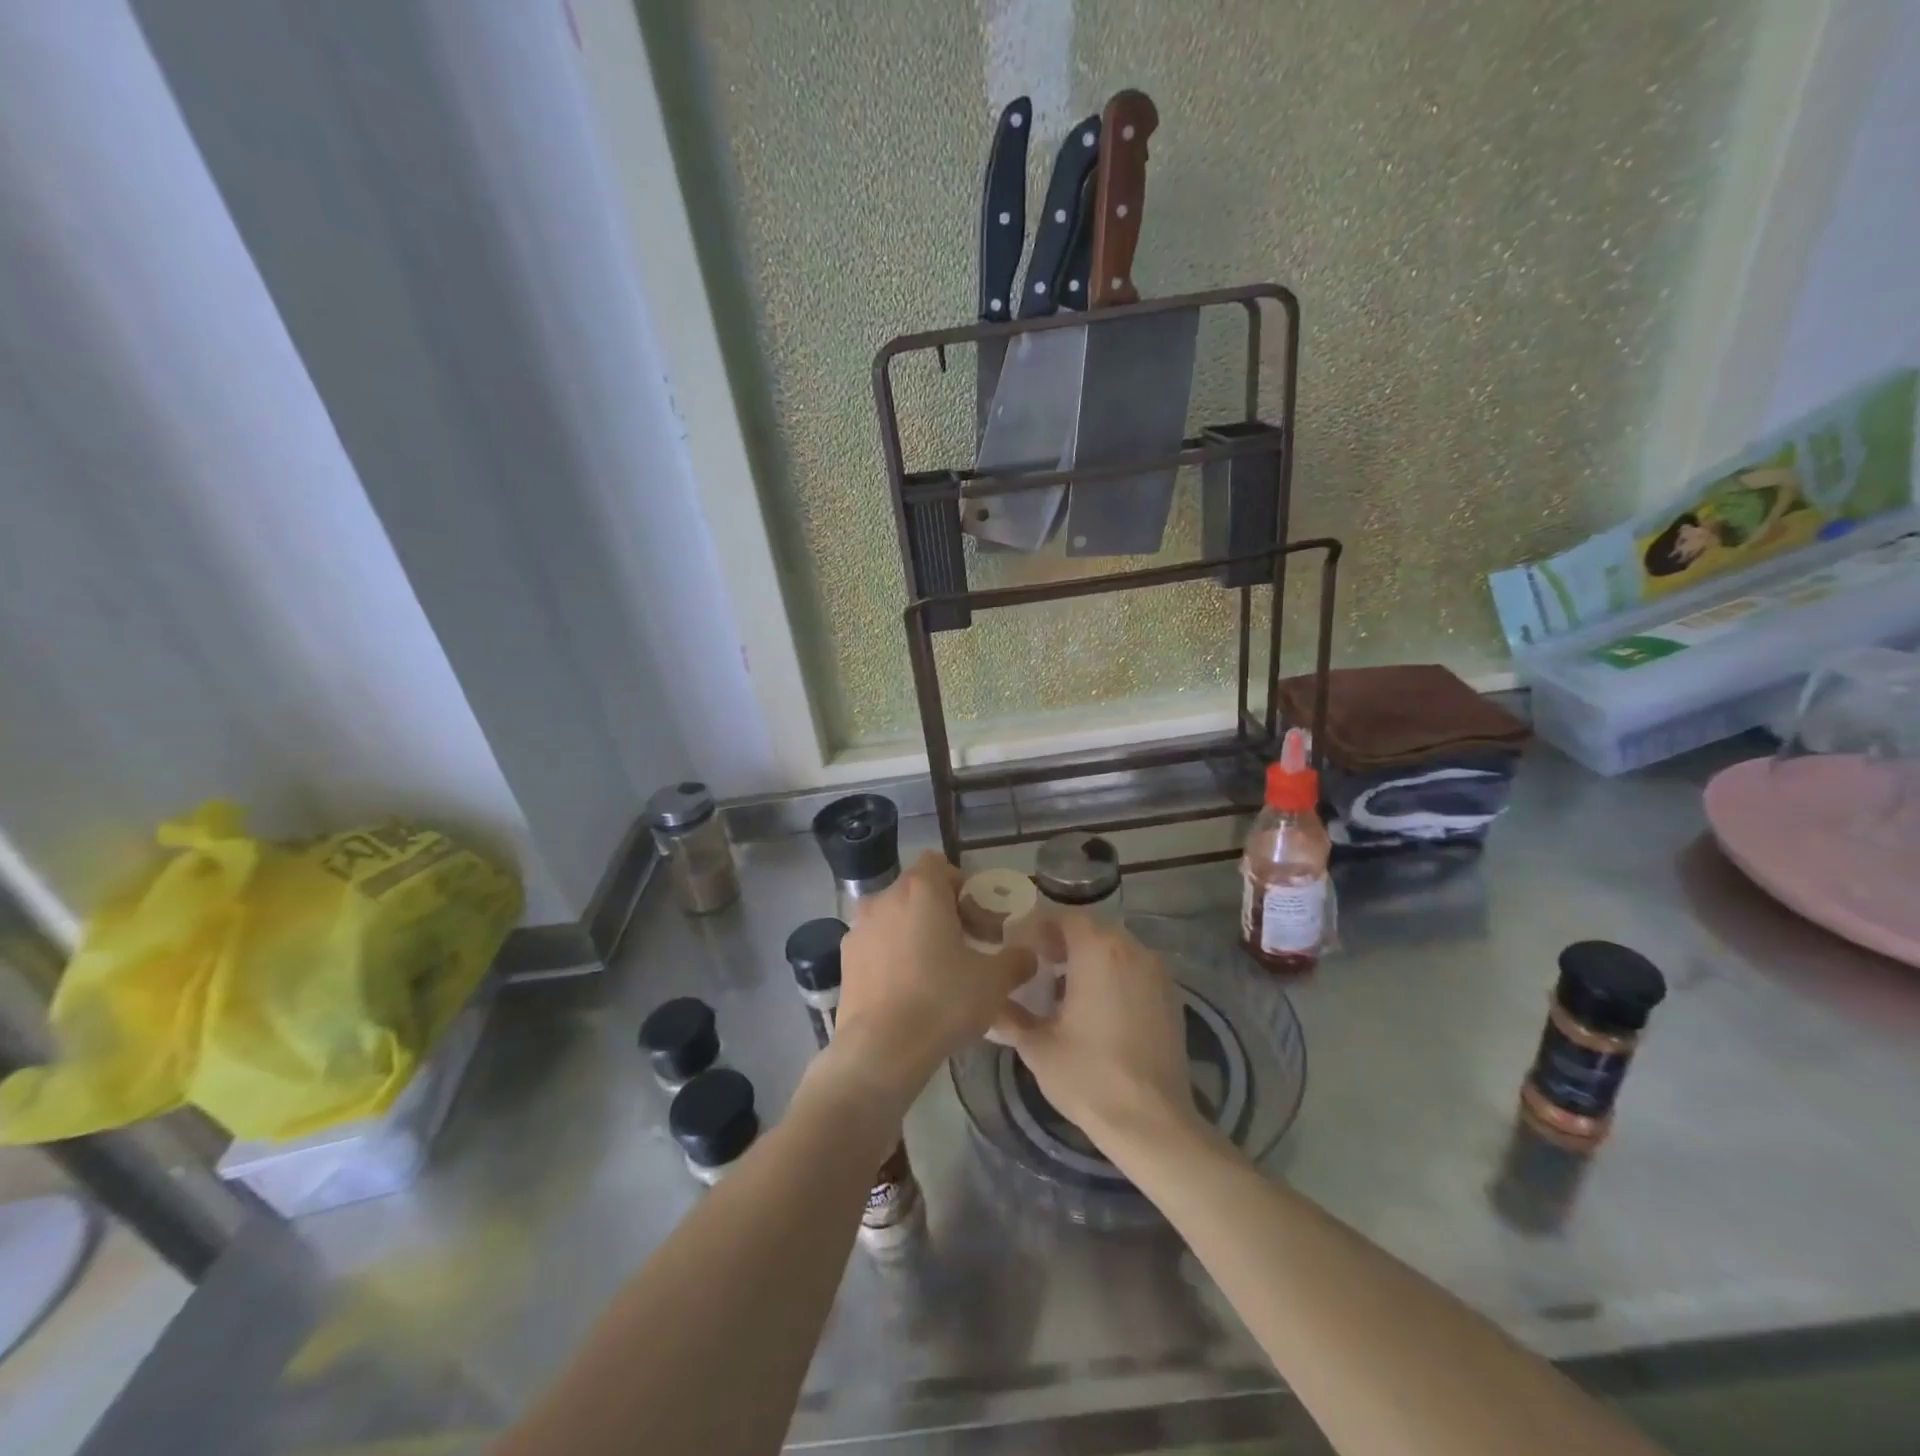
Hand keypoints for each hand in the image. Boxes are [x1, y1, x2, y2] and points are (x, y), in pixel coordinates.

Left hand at [833, 852, 1036, 1107]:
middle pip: (917, 891)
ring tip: (936, 971)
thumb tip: (1028, 955)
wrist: (880, 1050)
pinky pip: (876, 945)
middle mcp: (884, 899)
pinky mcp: (845, 960)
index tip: (977, 918)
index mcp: (921, 890)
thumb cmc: (942, 1001)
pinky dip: (892, 956)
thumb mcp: (994, 982)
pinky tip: (908, 991)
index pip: (939, 864)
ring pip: (894, 918)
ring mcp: (859, 929)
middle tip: (966, 946)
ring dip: (915, 933)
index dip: (961, 886)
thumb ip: (1016, 960)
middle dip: (941, 911)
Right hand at [996, 915, 1203, 1155]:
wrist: (1152, 1122)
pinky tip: (1098, 1009)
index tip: (1020, 948)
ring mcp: (1157, 973)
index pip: (1064, 917)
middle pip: (1092, 929)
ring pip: (1116, 949)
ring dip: (1090, 958)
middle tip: (1039, 965)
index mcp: (1097, 950)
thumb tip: (991, 1004)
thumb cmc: (1088, 1076)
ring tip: (1065, 989)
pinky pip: (1135, 970)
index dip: (1040, 928)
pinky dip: (1114, 976)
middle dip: (1064, 942)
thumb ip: (1010, 1017)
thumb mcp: (1037, 1047)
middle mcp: (1131, 949)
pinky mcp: (1172, 997)